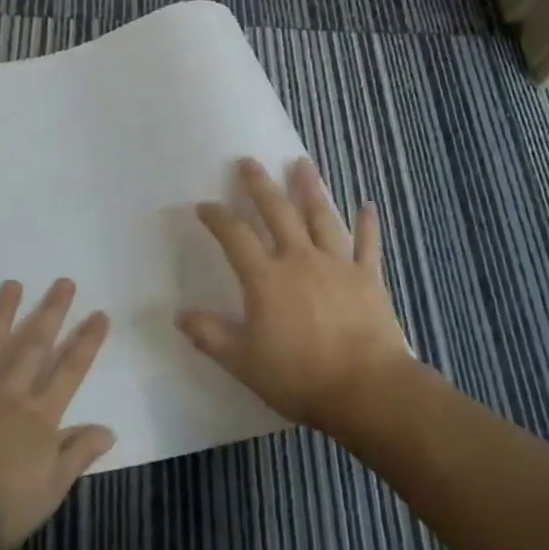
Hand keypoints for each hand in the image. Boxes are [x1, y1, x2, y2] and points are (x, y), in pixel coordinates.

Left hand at [0, 279, 115, 549]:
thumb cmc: (2, 506)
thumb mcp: (52, 488)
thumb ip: (78, 453)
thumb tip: (109, 429)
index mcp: (38, 416)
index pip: (70, 372)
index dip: (86, 343)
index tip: (100, 314)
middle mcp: (7, 395)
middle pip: (33, 347)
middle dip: (51, 313)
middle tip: (63, 282)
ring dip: (0, 314)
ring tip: (11, 284)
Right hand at [178, 157, 414, 432]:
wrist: (366, 388)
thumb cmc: (300, 377)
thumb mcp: (244, 363)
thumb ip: (211, 336)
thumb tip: (180, 316)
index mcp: (267, 279)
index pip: (235, 237)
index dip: (217, 218)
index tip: (204, 205)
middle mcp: (300, 259)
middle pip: (278, 212)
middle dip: (261, 185)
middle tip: (249, 161)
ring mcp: (338, 264)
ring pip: (322, 217)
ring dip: (310, 189)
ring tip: (303, 164)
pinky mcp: (368, 278)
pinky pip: (367, 244)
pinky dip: (367, 224)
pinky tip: (367, 205)